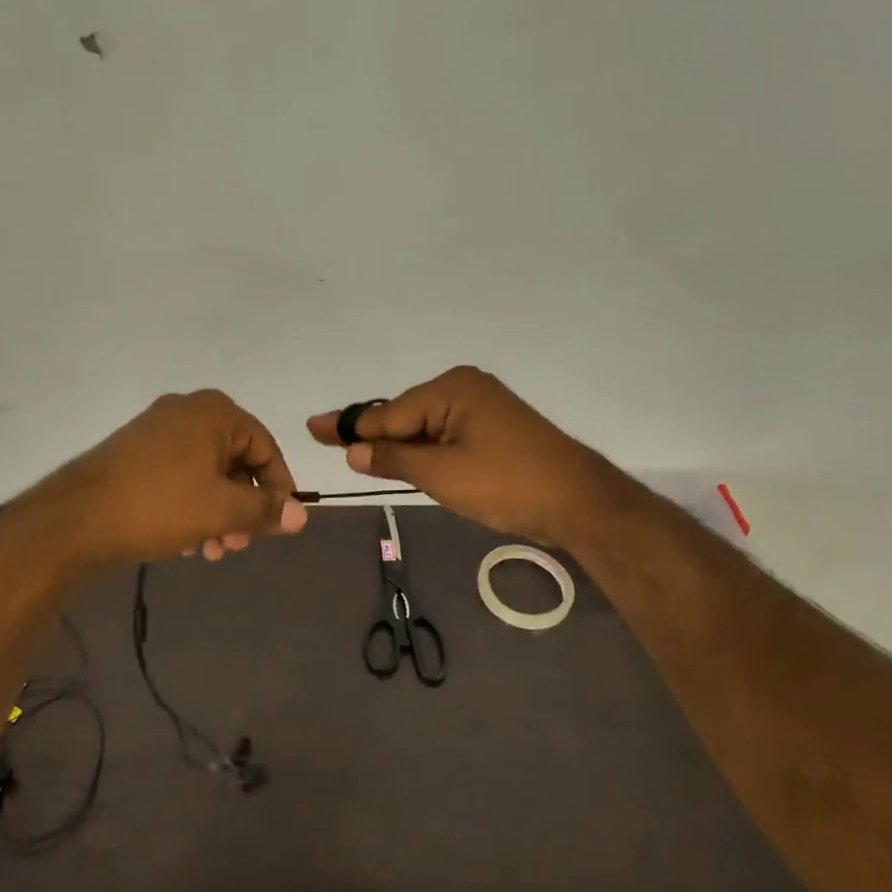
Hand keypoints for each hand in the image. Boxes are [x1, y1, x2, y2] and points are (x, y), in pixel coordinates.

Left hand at [21, 390, 306, 571]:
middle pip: (235, 461)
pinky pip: (179, 475)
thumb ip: (266, 510)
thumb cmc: (160, 505)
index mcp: (215, 413)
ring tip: (211, 550)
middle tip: (237, 545)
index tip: (279, 524)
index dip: (278, 488)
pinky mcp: (135, 451)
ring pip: (206, 473)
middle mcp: (188, 411)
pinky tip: (185, 542)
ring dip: (217, 512)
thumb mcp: (222, 511)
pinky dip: (190, 505)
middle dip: (242, 507)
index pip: (265, 448)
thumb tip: (302, 515)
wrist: (76, 517)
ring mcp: (157, 429)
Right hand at [307, 366, 608, 547]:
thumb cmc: (506, 483)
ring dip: (398, 447)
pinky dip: (424, 451)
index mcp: (451, 389)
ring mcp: (483, 408)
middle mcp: (465, 388)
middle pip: (404, 416)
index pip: (388, 413)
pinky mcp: (494, 430)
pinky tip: (404, 461)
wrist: (579, 502)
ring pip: (424, 428)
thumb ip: (393, 458)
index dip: (348, 427)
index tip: (312, 427)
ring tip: (359, 457)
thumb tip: (354, 450)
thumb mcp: (440, 474)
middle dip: (372, 435)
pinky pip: (445, 436)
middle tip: (326, 440)